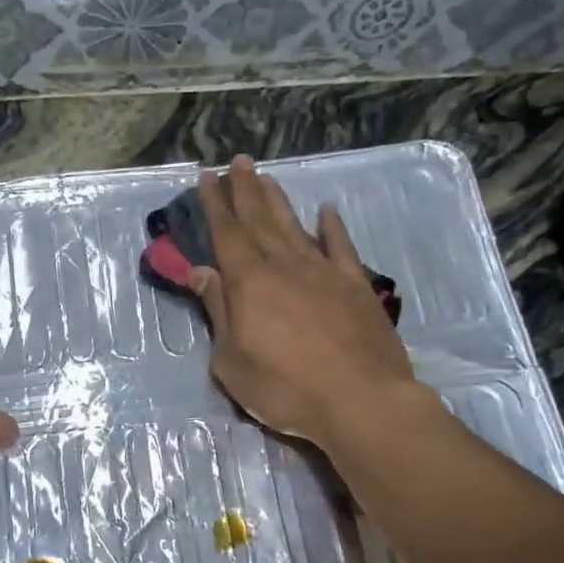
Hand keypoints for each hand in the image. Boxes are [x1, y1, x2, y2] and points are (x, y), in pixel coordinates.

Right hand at [189, 157, 418, 448]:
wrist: (360, 400)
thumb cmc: (285, 389)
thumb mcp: (232, 361)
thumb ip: (218, 312)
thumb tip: (202, 273)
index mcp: (249, 283)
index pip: (227, 234)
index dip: (215, 204)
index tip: (207, 176)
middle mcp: (285, 266)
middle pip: (260, 220)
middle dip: (245, 190)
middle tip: (237, 162)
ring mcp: (324, 272)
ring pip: (295, 226)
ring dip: (278, 201)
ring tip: (267, 177)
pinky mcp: (356, 286)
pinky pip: (341, 247)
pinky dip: (333, 227)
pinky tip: (326, 211)